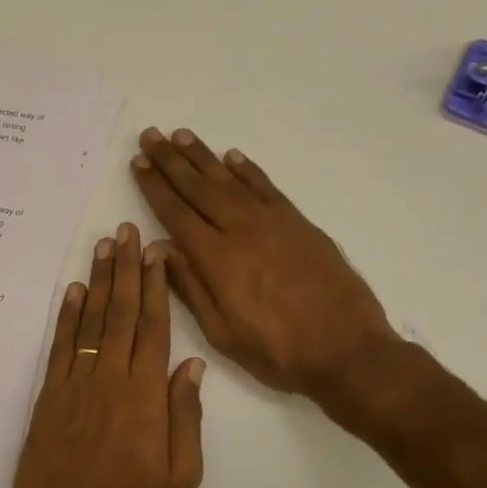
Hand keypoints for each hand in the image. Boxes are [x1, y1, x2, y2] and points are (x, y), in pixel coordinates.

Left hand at [12, 222, 204, 487]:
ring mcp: (75, 384)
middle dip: (126, 269)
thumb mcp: (181, 475)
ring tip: (102, 246)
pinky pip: (60, 347)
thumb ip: (185, 416)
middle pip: (121, 313)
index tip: (156, 253)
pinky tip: (73, 291)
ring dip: (98, 282)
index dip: (156, 287)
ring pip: (90, 322)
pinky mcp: (48, 396)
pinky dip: (67, 316)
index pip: (154, 328)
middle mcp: (110, 379)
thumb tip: (191, 366)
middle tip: (126, 231)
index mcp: (146, 396)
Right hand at [131, 127, 398, 404]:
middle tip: (151, 136)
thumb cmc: (277, 351)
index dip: (154, 187)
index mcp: (218, 260)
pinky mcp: (299, 223)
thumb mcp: (222, 333)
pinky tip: (231, 157)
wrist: (347, 350)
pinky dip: (247, 170)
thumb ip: (190, 287)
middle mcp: (242, 230)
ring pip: (230, 180)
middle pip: (199, 187)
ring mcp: (274, 222)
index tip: (138, 163)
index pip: (176, 213)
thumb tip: (159, 248)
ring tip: (181, 136)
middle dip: (171, 161)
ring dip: (203, 156)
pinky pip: (266, 186)